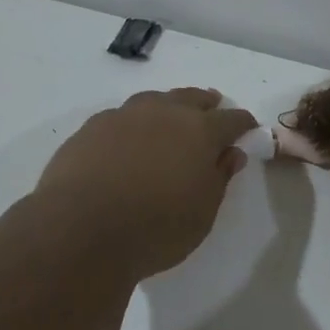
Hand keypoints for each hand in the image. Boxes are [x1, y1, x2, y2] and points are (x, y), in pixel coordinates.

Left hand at [34, 88, 257, 280]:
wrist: (81, 230)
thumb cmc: (156, 228)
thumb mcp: (202, 213)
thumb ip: (219, 178)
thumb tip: (231, 154)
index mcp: (199, 131)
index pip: (231, 120)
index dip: (243, 123)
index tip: (249, 128)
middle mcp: (163, 113)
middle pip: (191, 98)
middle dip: (206, 104)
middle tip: (212, 108)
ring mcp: (123, 117)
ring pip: (153, 101)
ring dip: (167, 107)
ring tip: (170, 117)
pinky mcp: (90, 128)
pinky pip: (121, 117)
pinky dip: (133, 123)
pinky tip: (129, 138)